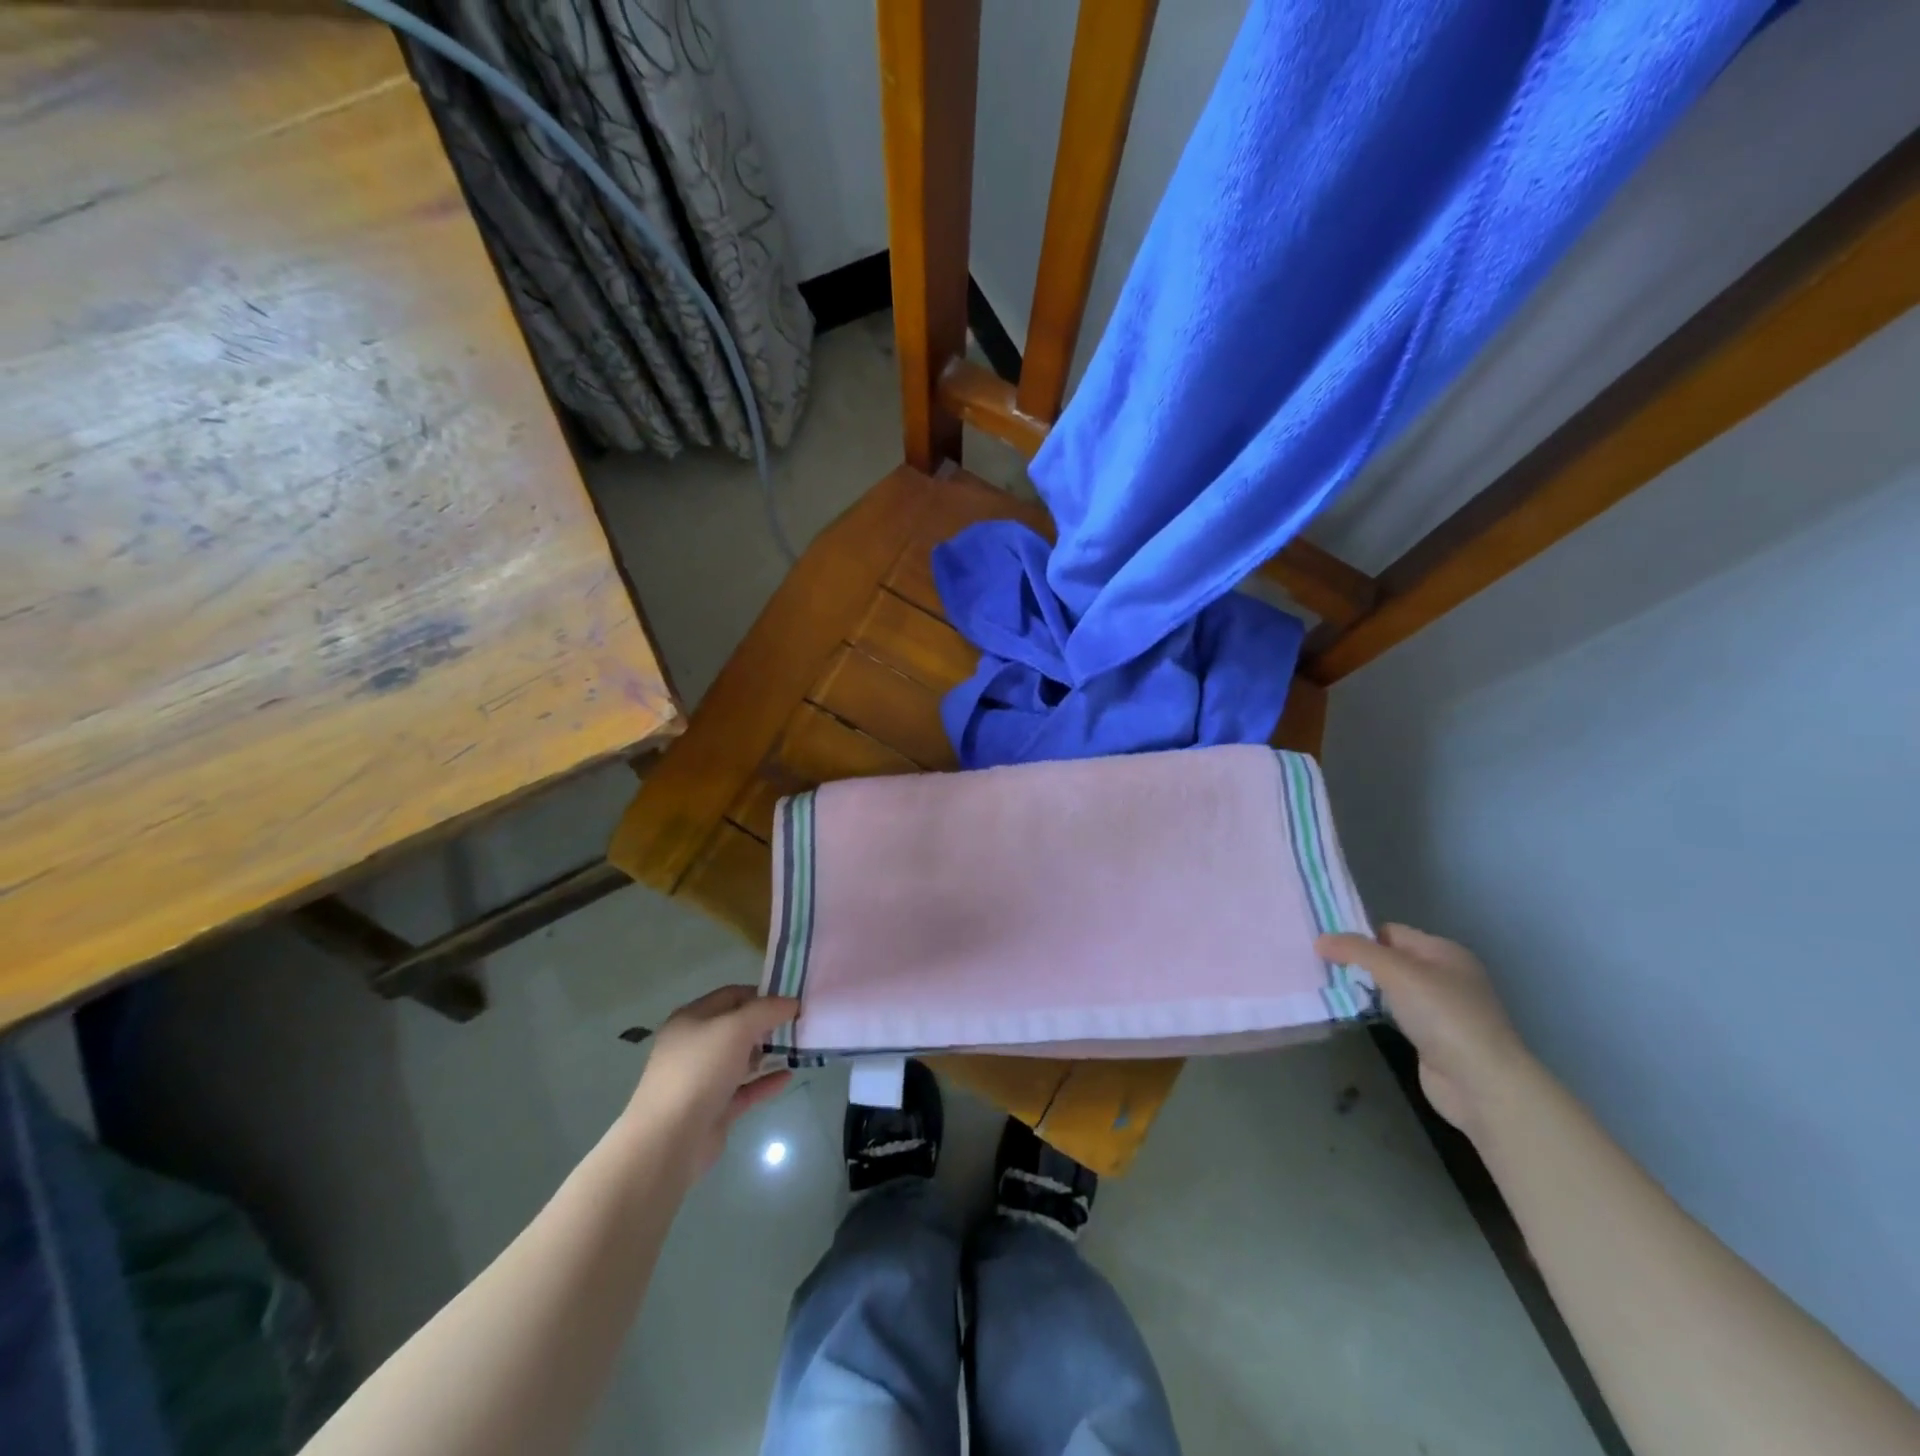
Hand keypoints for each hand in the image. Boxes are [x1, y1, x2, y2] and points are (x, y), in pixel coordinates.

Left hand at [626, 986, 799, 1174]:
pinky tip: (788, 1076)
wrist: (669, 1140)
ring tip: (798, 1049)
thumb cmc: (699, 1071)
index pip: (731, 995)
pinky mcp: (713, 1109)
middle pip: (737, 1027)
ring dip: (768, 1053)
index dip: (761, 994)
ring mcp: (702, 1079)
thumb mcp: (736, 1028)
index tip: (791, 1000)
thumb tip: (791, 1003)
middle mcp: (694, 1046)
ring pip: (741, 1059)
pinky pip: (744, 1089)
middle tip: (798, 1025)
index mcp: (692, 1019)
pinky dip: (765, 1082)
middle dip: (767, 1024)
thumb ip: (767, 1010)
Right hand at [1316, 925, 1532, 1138]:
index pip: (1392, 932)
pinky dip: (1376, 1012)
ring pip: (1392, 988)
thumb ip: (1356, 951)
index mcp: (1444, 952)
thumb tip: (1320, 939)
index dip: (1359, 936)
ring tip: (1329, 987)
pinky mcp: (1434, 1038)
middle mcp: (1446, 976)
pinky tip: (1355, 1014)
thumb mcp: (1396, 972)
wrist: (1481, 1084)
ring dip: (1366, 988)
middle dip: (1359, 962)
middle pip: (1391, 959)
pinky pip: (1396, 1014)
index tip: (1324, 946)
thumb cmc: (1443, 1016)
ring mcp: (1442, 1010)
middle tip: (1321, 966)